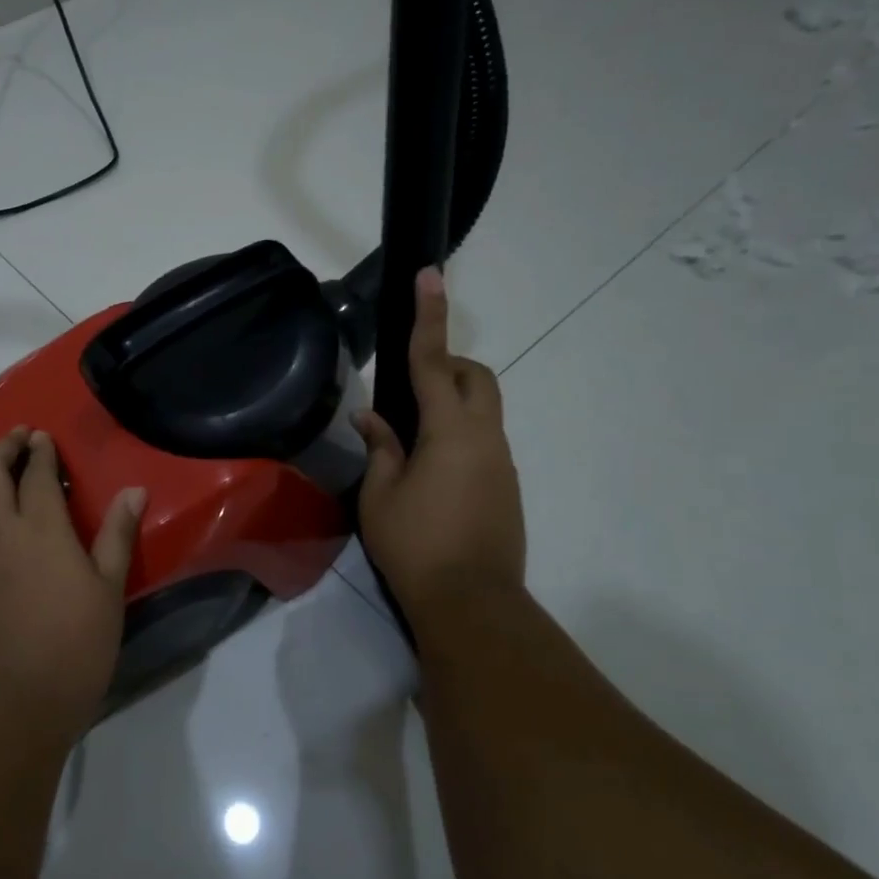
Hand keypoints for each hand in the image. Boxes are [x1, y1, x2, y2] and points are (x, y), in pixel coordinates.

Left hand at [0, 428, 145, 741]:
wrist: (5, 707)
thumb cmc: (71, 649)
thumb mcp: (108, 592)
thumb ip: (117, 536)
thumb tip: (133, 490)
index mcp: (40, 529)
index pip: (36, 475)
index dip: (40, 452)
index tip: (44, 436)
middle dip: (3, 448)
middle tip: (19, 437)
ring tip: (1, 465)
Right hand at [354, 268, 525, 633]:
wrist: (471, 603)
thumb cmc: (415, 545)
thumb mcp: (380, 495)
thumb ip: (380, 447)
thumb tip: (372, 418)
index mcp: (450, 431)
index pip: (433, 361)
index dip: (429, 316)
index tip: (430, 275)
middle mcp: (485, 437)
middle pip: (475, 377)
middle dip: (446, 365)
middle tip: (407, 389)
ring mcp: (501, 462)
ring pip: (482, 410)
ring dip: (450, 405)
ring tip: (409, 438)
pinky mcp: (506, 486)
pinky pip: (483, 440)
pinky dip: (457, 435)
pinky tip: (428, 471)